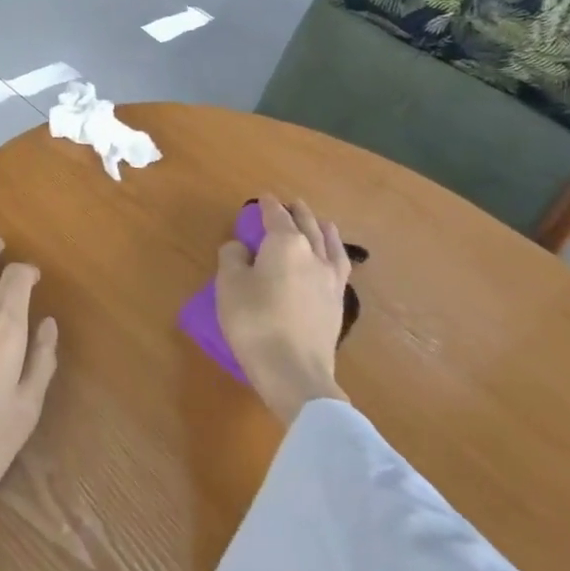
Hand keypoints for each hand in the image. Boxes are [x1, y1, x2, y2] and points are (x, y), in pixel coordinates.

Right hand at [216, 197, 350, 426]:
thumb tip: (241, 247)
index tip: (263, 198)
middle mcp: (313, 255)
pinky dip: (336, 255)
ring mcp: (330, 281)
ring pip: (331, 246)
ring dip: (324, 231)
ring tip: (323, 223)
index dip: (268, 206)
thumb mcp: (230, 285)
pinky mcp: (337, 305)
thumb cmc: (255, 322)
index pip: (276, 217)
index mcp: (285, 244)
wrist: (294, 372)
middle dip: (298, 213)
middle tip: (292, 204)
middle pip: (307, 227)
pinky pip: (340, 268)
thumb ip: (233, 258)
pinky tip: (334, 260)